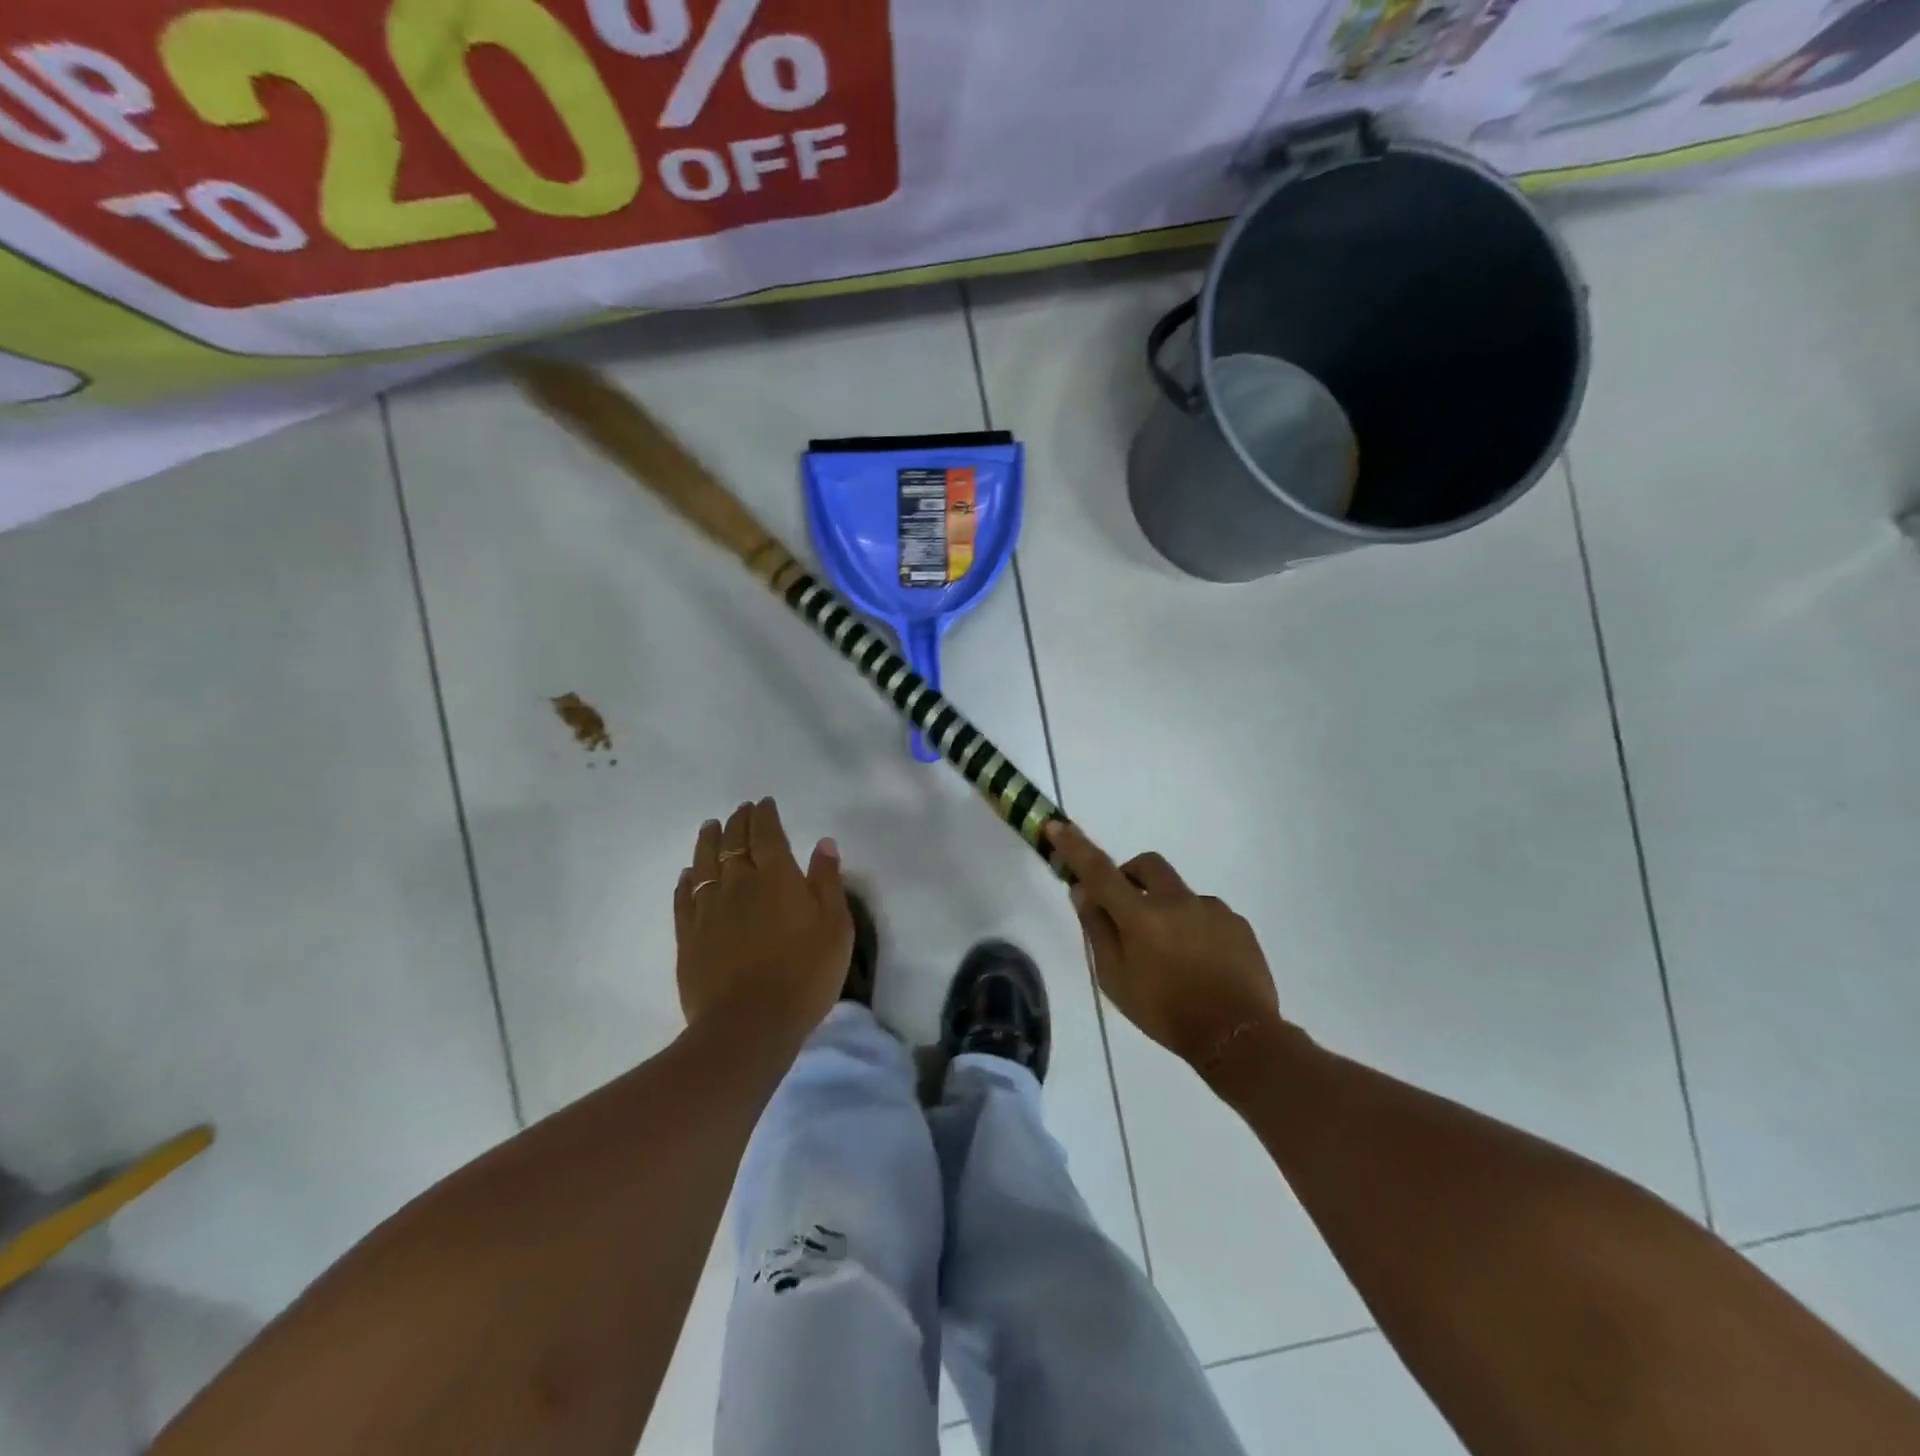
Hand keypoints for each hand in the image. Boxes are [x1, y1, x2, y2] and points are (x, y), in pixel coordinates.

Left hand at [674, 798, 851, 1038]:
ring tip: (710, 827)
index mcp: (776, 876)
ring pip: (704, 863)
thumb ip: (828, 882)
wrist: (749, 1025)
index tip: (764, 803)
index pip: (767, 833)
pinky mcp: (689, 936)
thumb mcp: (835, 927)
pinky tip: (688, 874)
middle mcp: (738, 883)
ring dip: (708, 841)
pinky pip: (684, 897)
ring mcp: (709, 909)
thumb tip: (823, 843)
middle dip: (738, 822)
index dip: (765, 815)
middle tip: (741, 811)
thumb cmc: (805, 975)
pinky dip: (686, 880)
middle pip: (733, 842)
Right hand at [1048, 821, 1282, 1071]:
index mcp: (1140, 916)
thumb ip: (1098, 931)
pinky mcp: (1238, 924)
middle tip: (1126, 908)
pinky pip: (1207, 913)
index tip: (1057, 825)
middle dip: (1130, 875)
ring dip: (1167, 909)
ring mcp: (1212, 909)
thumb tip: (1083, 892)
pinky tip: (1201, 963)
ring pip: (1179, 893)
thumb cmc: (1166, 1013)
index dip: (1075, 846)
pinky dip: (1195, 927)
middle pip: (1147, 865)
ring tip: (1173, 955)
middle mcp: (1176, 901)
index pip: (1099, 871)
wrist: (1239, 1038)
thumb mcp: (1116, 980)